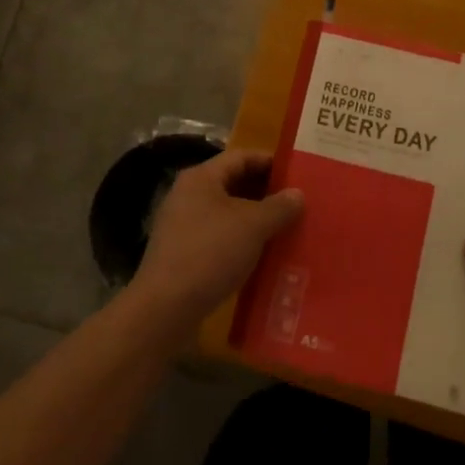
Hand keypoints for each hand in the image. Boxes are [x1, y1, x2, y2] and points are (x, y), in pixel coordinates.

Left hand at [129, 149, 303, 336]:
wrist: (165, 308)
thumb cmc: (210, 253)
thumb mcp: (253, 226)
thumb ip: (279, 206)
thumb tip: (298, 194)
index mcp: (201, 178)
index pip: (241, 157)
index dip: (271, 162)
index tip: (298, 174)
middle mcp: (188, 195)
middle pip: (233, 184)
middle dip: (266, 193)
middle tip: (297, 204)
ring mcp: (183, 226)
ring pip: (227, 214)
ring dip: (255, 220)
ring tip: (286, 230)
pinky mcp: (183, 254)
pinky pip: (219, 238)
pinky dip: (241, 242)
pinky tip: (262, 257)